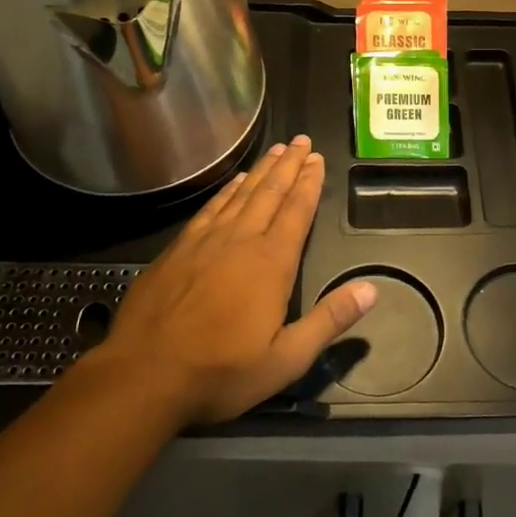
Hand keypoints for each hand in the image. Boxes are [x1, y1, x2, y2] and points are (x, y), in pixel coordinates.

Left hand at [99, 136, 376, 425]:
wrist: (143, 375)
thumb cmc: (220, 372)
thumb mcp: (286, 359)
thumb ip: (329, 321)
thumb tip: (372, 289)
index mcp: (271, 263)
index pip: (296, 212)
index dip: (309, 183)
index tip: (318, 159)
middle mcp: (240, 240)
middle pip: (270, 193)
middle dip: (289, 165)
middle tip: (302, 141)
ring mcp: (205, 241)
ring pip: (241, 194)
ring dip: (261, 170)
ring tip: (277, 150)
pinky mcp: (177, 249)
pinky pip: (210, 208)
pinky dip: (227, 191)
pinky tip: (234, 182)